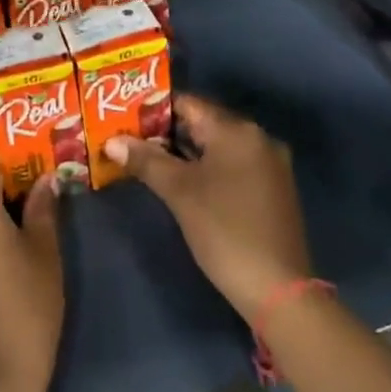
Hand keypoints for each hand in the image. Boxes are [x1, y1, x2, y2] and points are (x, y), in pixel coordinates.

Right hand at [107, 96, 311, 320]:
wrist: (278, 288)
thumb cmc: (224, 230)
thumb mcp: (179, 192)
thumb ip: (145, 160)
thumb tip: (112, 141)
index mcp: (237, 130)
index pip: (188, 103)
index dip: (153, 109)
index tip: (124, 118)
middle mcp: (257, 138)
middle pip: (202, 123)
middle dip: (165, 132)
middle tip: (128, 140)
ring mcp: (268, 164)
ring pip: (216, 146)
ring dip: (183, 151)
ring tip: (146, 159)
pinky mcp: (271, 188)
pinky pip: (231, 164)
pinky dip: (205, 167)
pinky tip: (181, 182)